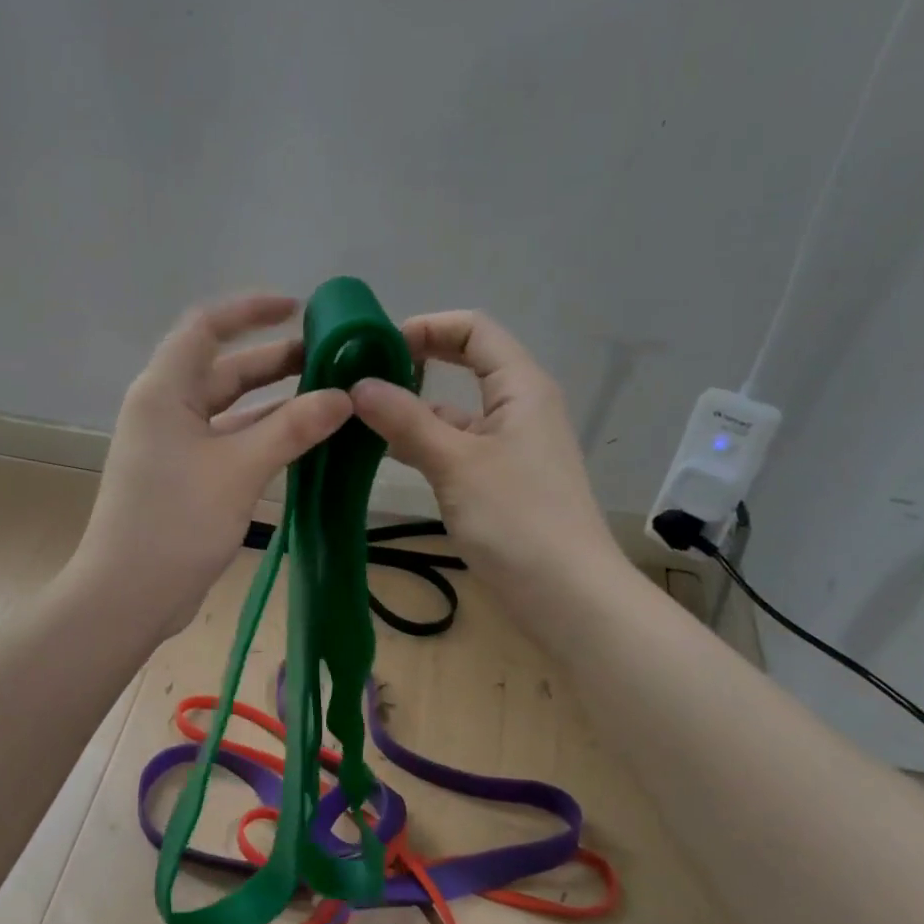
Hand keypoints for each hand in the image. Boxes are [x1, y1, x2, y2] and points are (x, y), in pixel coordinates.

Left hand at [72, 294, 352, 637]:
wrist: (129, 595)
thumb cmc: (176, 521)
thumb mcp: (240, 469)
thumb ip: (292, 428)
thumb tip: (343, 396)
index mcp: (165, 391)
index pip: (205, 327)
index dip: (250, 310)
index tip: (297, 308)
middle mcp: (166, 410)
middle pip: (223, 370)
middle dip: (274, 361)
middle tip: (330, 358)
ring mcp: (175, 447)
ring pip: (230, 411)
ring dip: (274, 403)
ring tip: (329, 396)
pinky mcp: (186, 480)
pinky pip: (229, 444)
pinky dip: (263, 438)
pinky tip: (304, 441)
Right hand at [349, 311, 631, 626]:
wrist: (567, 595)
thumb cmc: (518, 519)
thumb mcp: (456, 463)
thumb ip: (406, 421)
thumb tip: (358, 386)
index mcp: (521, 387)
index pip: (474, 330)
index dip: (426, 327)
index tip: (376, 347)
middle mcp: (518, 408)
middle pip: (464, 366)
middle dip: (414, 366)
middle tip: (360, 378)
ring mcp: (509, 448)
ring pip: (455, 413)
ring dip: (411, 411)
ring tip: (357, 418)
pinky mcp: (499, 482)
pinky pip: (456, 448)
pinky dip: (423, 445)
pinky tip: (385, 455)